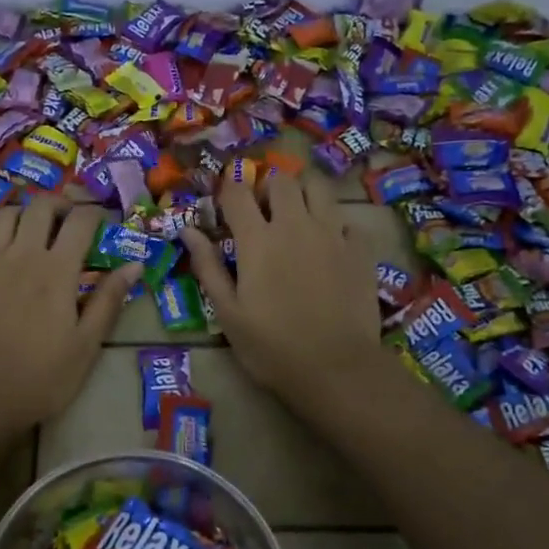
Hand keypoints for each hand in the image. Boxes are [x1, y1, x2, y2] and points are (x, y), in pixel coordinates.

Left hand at [0, 198, 139, 432]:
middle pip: (39, 207)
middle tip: (71, 220)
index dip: (96, 213)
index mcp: (56, 270)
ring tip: (34, 230)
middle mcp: (21, 256)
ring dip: (23, 214)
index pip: (80, 221)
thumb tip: (134, 265)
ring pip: (3, 216)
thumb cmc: (42, 376)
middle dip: (60, 204)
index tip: (105, 222)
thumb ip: (109, 300)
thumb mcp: (87, 344)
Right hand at [183, 173, 382, 415]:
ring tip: (297, 216)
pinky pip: (347, 220)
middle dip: (268, 188)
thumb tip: (188, 231)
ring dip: (303, 193)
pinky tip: (329, 245)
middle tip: (263, 212)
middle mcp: (295, 225)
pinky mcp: (360, 250)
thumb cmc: (271, 347)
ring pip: (319, 187)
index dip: (228, 190)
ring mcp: (332, 234)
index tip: (225, 204)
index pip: (237, 192)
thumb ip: (208, 267)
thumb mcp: (228, 313)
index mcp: (257, 240)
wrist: (336, 368)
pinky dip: (335, 224)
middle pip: (282, 180)